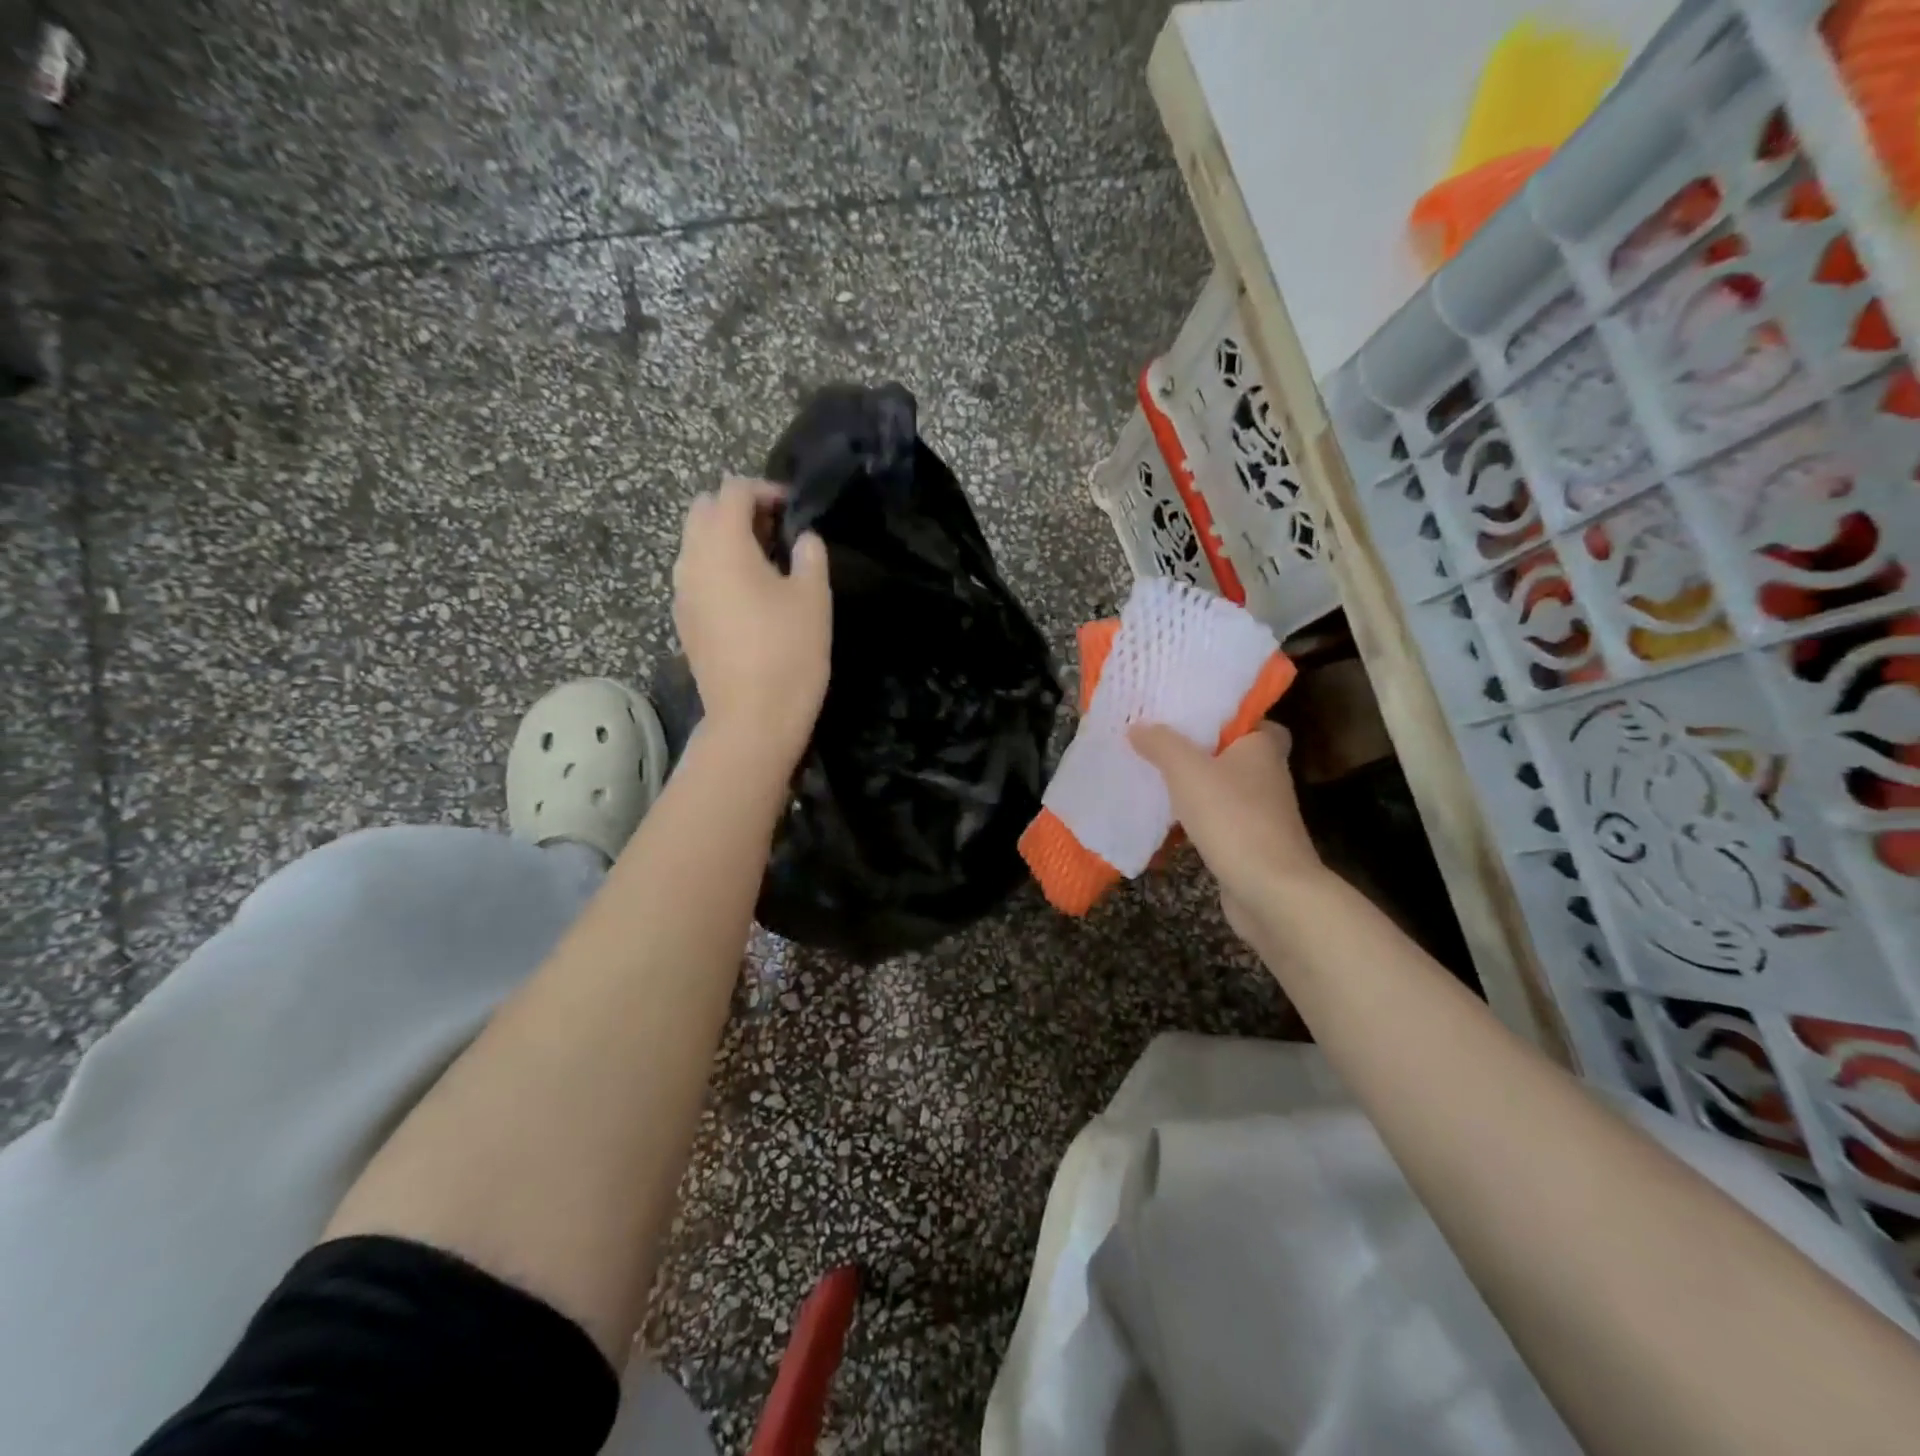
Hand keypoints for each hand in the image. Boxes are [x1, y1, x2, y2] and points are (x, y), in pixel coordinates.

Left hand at [672, 477, 831, 764]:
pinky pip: (696, 576)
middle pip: (704, 511)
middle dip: (738, 509)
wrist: (752, 719)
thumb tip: (803, 539)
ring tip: (765, 562)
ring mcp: (682, 593)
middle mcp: (691, 561)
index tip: (793, 508)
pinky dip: (717, 569)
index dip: (764, 490)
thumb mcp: (814, 599)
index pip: (733, 491)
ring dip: (726, 539)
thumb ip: (810, 556)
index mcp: (722, 545)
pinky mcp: (684, 621)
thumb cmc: (789, 653)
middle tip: (776, 531)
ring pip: (695, 544)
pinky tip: (748, 595)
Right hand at [1129, 721, 1327, 941]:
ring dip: (1193, 786)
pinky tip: (1165, 819)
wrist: (1270, 890)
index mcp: (1262, 747)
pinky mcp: (1249, 842)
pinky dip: (1194, 818)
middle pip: (1230, 753)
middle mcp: (1268, 775)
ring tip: (1152, 775)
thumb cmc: (1232, 817)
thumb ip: (1161, 744)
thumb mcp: (1187, 770)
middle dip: (1197, 750)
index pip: (1250, 718)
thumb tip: (1138, 726)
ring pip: (1221, 788)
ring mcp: (1261, 812)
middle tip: (1158, 742)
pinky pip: (1217, 819)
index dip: (1222, 716)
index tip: (1187, 714)